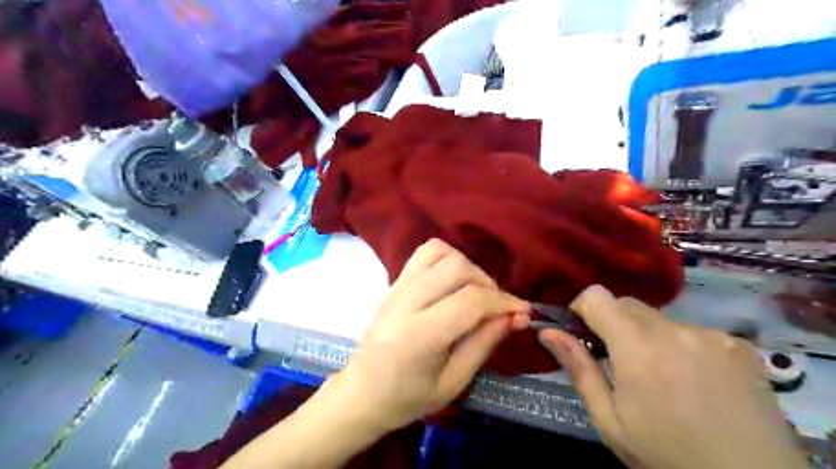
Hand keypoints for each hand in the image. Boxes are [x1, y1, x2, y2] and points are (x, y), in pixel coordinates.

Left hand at [327, 240, 527, 434]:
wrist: (361, 392)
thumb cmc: (407, 398)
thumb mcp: (453, 383)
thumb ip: (484, 344)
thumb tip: (516, 316)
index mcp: (420, 335)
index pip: (470, 301)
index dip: (504, 301)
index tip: (523, 312)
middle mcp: (406, 302)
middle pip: (457, 268)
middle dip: (487, 284)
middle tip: (496, 308)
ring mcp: (396, 287)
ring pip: (441, 252)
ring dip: (468, 268)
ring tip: (475, 293)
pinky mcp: (394, 282)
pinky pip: (425, 253)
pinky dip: (447, 259)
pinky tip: (454, 282)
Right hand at [540, 283, 806, 468]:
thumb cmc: (668, 457)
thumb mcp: (610, 420)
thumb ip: (579, 368)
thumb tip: (547, 332)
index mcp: (639, 349)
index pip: (597, 296)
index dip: (582, 308)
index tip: (582, 332)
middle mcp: (675, 331)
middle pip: (627, 304)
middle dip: (613, 323)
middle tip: (617, 360)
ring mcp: (712, 335)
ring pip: (659, 318)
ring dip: (647, 336)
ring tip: (659, 376)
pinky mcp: (739, 345)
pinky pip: (692, 331)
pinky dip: (680, 345)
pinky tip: (693, 380)